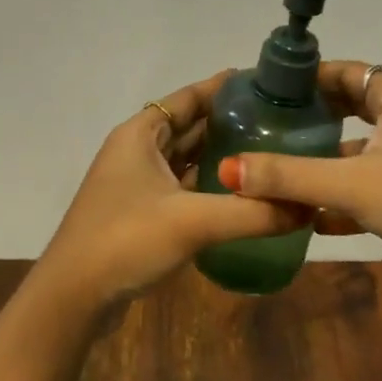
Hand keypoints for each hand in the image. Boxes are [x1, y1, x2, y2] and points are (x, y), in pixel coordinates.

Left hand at [42, 71, 310, 303]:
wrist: (73, 297)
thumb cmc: (126, 240)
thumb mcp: (193, 222)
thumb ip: (251, 213)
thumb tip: (308, 207)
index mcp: (141, 134)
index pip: (188, 98)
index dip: (224, 88)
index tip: (265, 83)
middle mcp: (136, 150)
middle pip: (189, 126)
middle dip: (229, 122)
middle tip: (280, 120)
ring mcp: (135, 182)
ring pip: (185, 158)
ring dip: (219, 155)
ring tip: (268, 152)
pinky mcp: (139, 211)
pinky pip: (181, 186)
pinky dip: (207, 185)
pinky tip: (239, 194)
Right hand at [218, 61, 381, 292]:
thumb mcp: (354, 185)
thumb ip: (289, 176)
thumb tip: (226, 168)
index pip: (344, 72)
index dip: (305, 78)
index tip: (265, 91)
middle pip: (350, 109)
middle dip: (309, 120)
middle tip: (263, 129)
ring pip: (359, 151)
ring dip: (323, 162)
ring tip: (276, 172)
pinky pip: (372, 184)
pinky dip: (344, 195)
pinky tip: (309, 217)